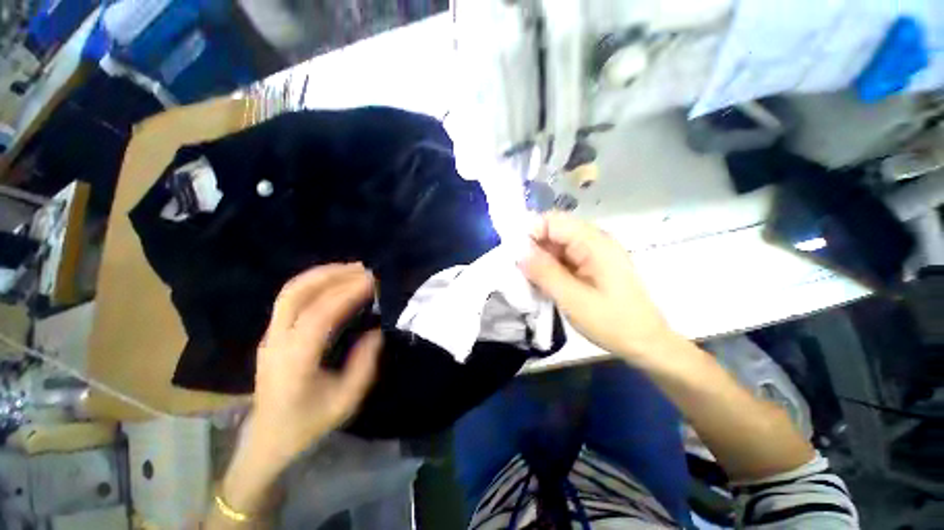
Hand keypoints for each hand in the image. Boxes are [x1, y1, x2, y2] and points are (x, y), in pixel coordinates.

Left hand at [215, 264, 381, 523]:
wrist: (268, 439)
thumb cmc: (308, 423)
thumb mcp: (346, 400)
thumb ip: (364, 363)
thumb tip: (376, 330)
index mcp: (295, 361)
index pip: (319, 315)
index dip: (347, 293)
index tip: (372, 281)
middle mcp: (277, 341)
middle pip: (296, 294)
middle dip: (332, 275)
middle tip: (363, 268)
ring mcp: (270, 336)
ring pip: (290, 292)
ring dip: (322, 275)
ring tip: (351, 269)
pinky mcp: (272, 334)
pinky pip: (290, 299)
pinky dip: (314, 283)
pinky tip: (334, 282)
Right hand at [519, 212, 676, 363]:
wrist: (645, 343)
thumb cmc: (612, 322)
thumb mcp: (573, 299)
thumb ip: (545, 272)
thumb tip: (519, 251)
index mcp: (594, 243)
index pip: (553, 221)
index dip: (530, 231)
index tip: (513, 253)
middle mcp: (594, 241)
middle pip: (554, 231)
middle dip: (533, 247)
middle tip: (518, 270)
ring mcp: (593, 253)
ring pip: (556, 246)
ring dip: (540, 259)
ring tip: (528, 279)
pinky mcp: (591, 265)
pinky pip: (563, 258)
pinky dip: (549, 268)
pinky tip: (543, 283)